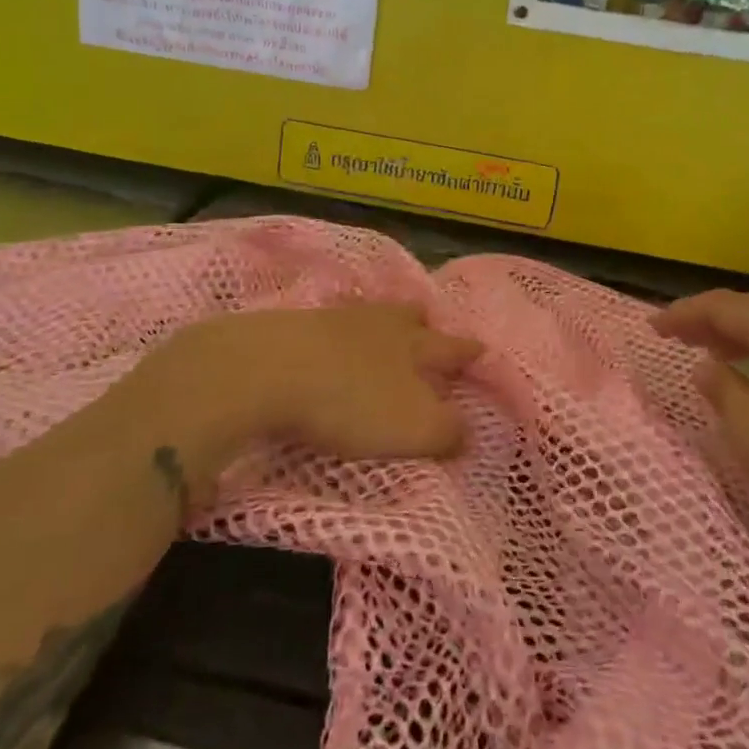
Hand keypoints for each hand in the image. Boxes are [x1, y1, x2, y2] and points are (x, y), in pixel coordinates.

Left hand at [124, 303, 482, 482]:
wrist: (267, 369)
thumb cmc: (350, 401)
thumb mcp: (412, 428)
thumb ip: (447, 431)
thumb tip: (467, 431)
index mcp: (413, 346)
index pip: (451, 348)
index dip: (468, 353)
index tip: (482, 349)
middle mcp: (379, 324)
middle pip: (408, 317)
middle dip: (423, 324)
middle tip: (428, 325)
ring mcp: (334, 320)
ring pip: (369, 316)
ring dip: (381, 324)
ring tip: (382, 331)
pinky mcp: (294, 326)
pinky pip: (330, 326)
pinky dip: (339, 334)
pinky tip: (332, 344)